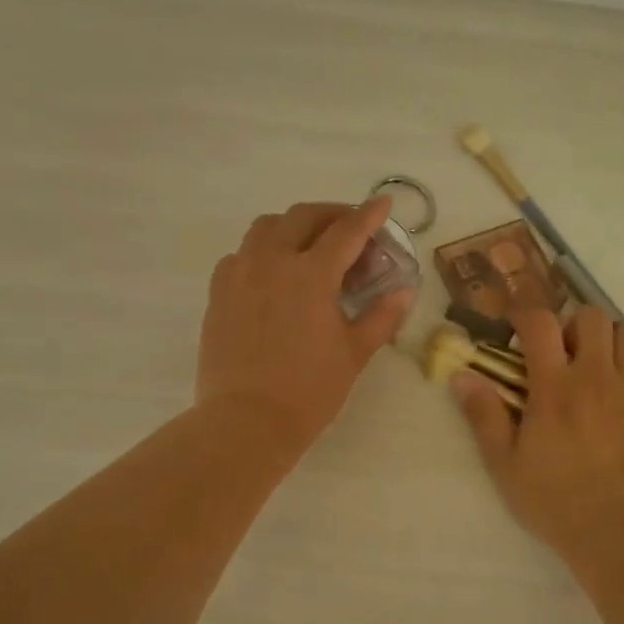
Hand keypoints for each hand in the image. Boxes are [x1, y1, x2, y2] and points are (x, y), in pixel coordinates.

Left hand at [197, 197, 414, 455]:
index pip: (346, 231)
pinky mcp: (218, 293)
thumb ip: (381, 316)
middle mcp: (272, 262)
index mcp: (311, 274)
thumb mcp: (354, 353)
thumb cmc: (309, 390)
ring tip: (309, 245)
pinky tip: (273, 274)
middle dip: (331, 214)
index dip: (368, 215)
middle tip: (350, 227)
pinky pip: (241, 255)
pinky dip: (262, 251)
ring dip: (293, 226)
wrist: (246, 421)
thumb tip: (405, 291)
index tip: (383, 203)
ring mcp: (240, 274)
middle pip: (302, 217)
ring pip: (265, 228)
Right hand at [452, 306, 623, 549]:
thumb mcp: (504, 462)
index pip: (540, 323)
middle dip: (574, 326)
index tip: (520, 327)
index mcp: (554, 386)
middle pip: (591, 317)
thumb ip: (483, 415)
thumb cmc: (552, 498)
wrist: (617, 528)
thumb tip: (461, 376)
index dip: (527, 315)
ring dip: (611, 342)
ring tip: (603, 367)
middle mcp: (597, 374)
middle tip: (567, 353)